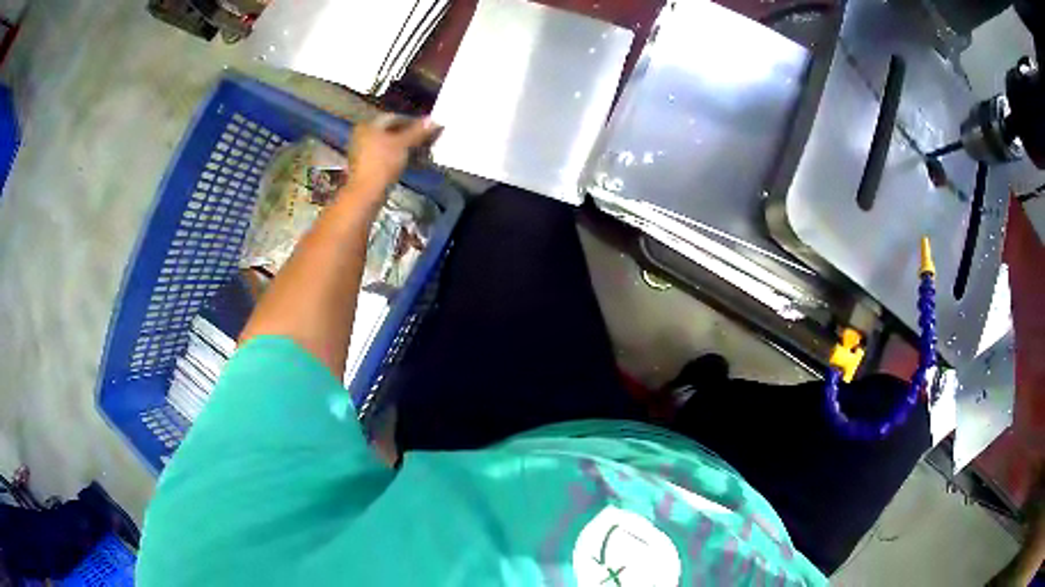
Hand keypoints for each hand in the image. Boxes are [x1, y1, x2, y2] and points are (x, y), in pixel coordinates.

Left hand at [345, 114, 440, 197]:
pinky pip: (384, 155)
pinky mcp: (365, 165)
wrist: (366, 192)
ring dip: (405, 147)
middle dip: (409, 135)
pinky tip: (408, 162)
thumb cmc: (383, 163)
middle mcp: (363, 134)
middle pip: (391, 131)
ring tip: (420, 153)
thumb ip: (418, 131)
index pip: (395, 117)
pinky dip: (397, 156)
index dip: (413, 122)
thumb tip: (434, 120)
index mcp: (369, 125)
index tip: (427, 129)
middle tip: (425, 141)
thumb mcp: (404, 144)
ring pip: (388, 144)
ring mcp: (362, 150)